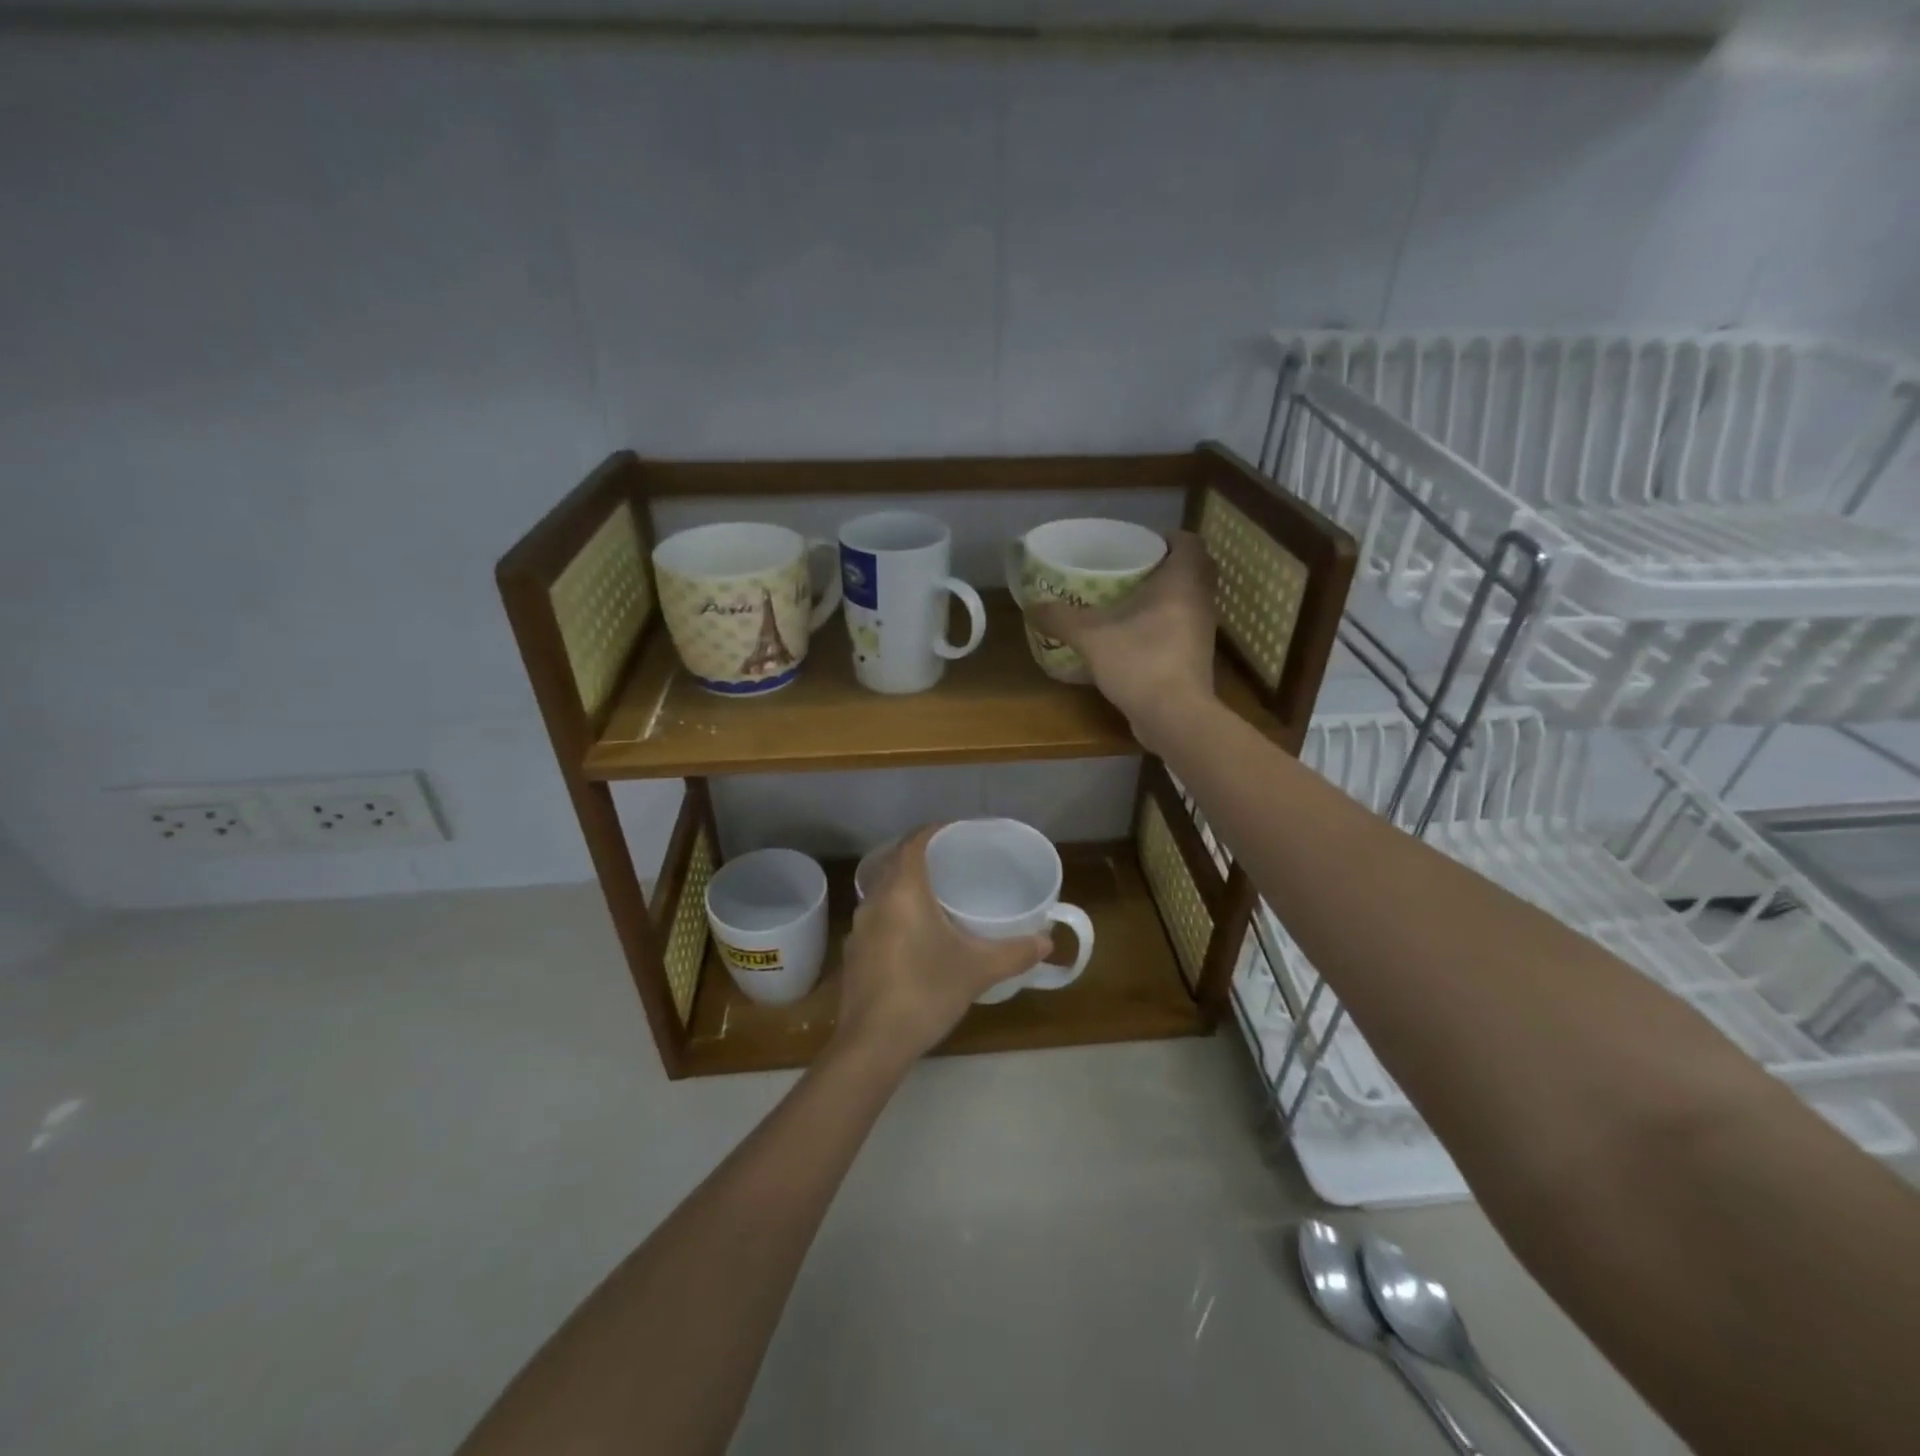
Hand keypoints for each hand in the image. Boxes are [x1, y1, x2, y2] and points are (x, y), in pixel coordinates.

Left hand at [832, 826, 1051, 1066]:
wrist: (872, 1044)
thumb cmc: (926, 992)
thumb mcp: (977, 970)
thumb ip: (1014, 952)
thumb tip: (1048, 942)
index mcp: (902, 890)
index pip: (914, 842)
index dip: (934, 831)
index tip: (957, 833)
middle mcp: (875, 900)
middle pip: (896, 862)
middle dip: (922, 857)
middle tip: (954, 863)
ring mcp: (859, 927)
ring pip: (883, 891)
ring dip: (906, 886)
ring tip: (938, 896)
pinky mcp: (854, 952)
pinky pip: (877, 917)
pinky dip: (896, 912)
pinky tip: (916, 935)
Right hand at [1028, 530, 1217, 752]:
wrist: (1174, 716)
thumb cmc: (1140, 661)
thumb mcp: (1091, 636)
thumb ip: (1061, 618)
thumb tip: (1032, 605)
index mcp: (1182, 581)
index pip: (1189, 541)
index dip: (1167, 538)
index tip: (1139, 545)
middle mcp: (1200, 600)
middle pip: (1192, 570)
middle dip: (1164, 566)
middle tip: (1131, 571)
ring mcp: (1202, 632)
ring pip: (1188, 601)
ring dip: (1165, 597)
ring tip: (1128, 602)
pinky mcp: (1196, 659)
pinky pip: (1182, 629)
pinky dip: (1164, 625)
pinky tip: (1134, 636)